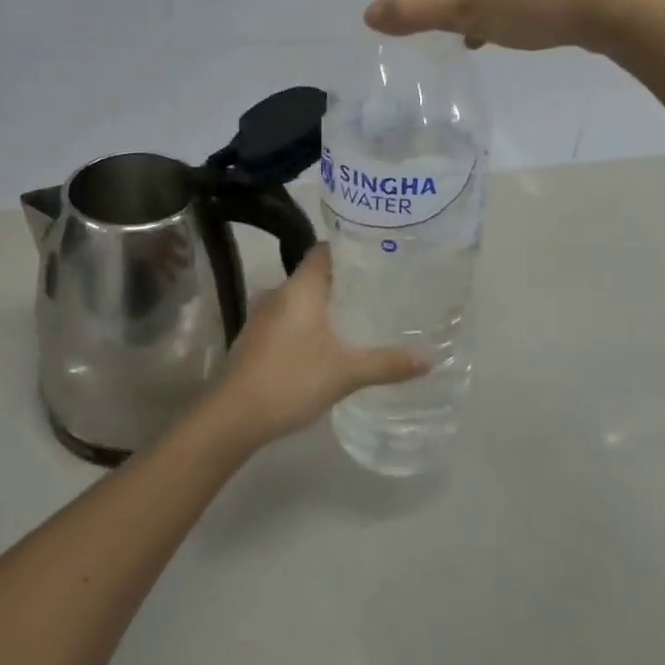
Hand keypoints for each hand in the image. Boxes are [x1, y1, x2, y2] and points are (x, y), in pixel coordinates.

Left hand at [206, 246, 424, 448]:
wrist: (233, 416)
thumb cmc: (291, 380)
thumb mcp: (346, 373)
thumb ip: (387, 363)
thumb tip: (430, 357)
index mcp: (299, 288)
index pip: (324, 251)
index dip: (350, 248)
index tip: (378, 253)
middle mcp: (279, 293)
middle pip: (315, 274)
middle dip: (346, 280)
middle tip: (381, 286)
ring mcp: (263, 316)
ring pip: (301, 299)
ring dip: (327, 304)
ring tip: (360, 314)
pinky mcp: (256, 338)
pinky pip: (289, 318)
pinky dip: (310, 323)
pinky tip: (329, 342)